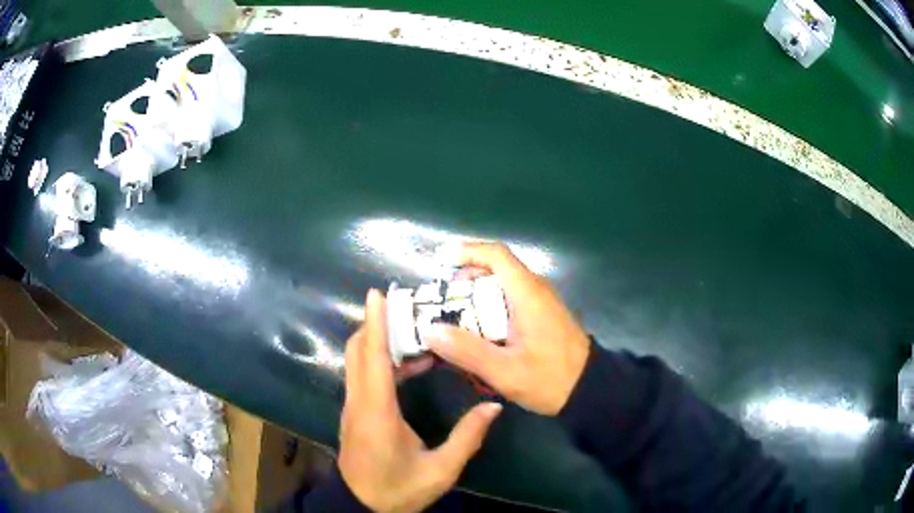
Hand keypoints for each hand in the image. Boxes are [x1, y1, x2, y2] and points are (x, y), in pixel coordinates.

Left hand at [338, 290, 502, 511]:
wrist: (363, 506)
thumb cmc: (400, 489)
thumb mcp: (440, 470)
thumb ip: (467, 437)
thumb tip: (493, 406)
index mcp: (377, 413)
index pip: (372, 358)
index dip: (375, 323)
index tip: (377, 294)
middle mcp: (359, 403)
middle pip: (358, 351)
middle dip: (376, 324)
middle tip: (407, 308)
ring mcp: (352, 407)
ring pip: (357, 361)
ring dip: (379, 341)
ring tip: (415, 333)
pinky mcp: (354, 413)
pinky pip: (362, 376)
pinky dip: (379, 361)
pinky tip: (409, 366)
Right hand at [423, 242, 590, 415]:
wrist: (591, 389)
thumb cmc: (551, 379)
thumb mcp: (505, 371)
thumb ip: (467, 351)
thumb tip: (430, 331)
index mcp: (528, 293)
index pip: (496, 254)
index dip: (466, 252)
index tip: (441, 264)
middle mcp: (536, 289)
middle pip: (496, 268)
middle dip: (465, 279)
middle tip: (440, 301)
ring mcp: (541, 301)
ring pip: (503, 285)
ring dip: (477, 295)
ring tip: (453, 318)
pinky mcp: (543, 315)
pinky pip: (511, 299)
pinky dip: (490, 307)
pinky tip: (479, 331)